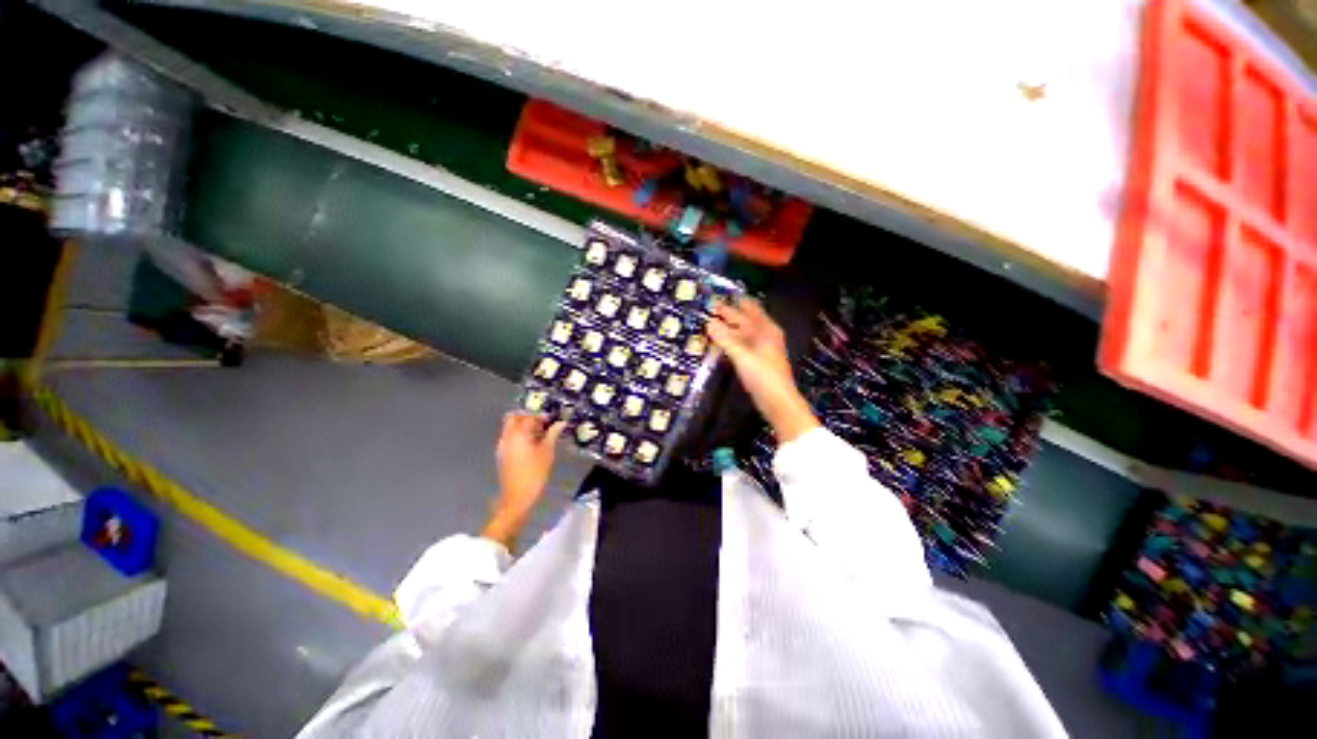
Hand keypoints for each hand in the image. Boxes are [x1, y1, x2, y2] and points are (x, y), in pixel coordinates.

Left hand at [482, 413, 564, 548]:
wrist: (517, 497)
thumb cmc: (535, 473)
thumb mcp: (547, 452)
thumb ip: (553, 434)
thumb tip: (561, 423)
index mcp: (518, 434)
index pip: (529, 416)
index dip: (541, 416)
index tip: (552, 420)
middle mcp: (507, 436)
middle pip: (514, 418)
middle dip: (528, 417)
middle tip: (543, 423)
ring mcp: (502, 446)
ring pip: (510, 427)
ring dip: (523, 426)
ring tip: (539, 434)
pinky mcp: (502, 454)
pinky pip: (509, 437)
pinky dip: (519, 435)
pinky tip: (532, 444)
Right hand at [708, 298, 819, 442]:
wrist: (778, 401)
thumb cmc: (763, 376)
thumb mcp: (742, 355)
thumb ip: (725, 338)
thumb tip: (709, 323)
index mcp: (766, 330)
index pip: (749, 309)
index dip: (734, 303)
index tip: (720, 298)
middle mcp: (767, 336)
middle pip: (747, 320)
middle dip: (732, 314)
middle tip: (714, 308)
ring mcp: (764, 349)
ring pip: (745, 332)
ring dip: (731, 328)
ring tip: (716, 324)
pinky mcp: (759, 361)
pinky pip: (744, 344)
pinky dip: (733, 340)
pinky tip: (725, 343)